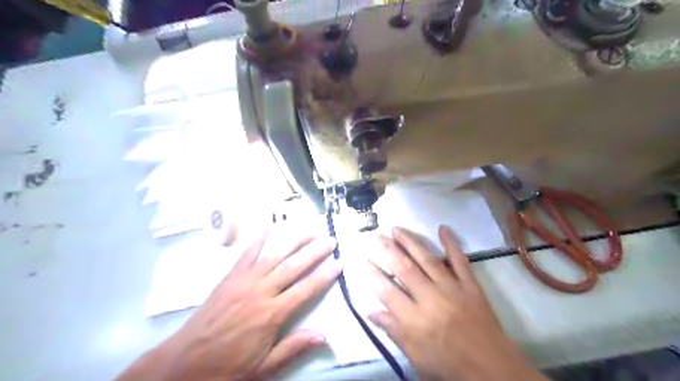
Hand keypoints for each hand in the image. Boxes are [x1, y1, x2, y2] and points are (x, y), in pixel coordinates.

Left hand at [116, 227, 342, 378]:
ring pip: (274, 256)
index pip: (306, 289)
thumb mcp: (264, 367)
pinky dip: (257, 240)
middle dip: (314, 252)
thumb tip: (323, 336)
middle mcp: (262, 292)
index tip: (339, 263)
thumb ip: (293, 348)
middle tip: (330, 240)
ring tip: (308, 231)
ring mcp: (245, 281)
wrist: (184, 363)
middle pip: (294, 267)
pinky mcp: (230, 278)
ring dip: (293, 242)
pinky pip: (246, 255)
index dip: (325, 275)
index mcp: (273, 314)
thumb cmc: (227, 367)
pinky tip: (267, 226)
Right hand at [366, 226, 545, 380]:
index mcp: (415, 320)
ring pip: (427, 259)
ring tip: (396, 229)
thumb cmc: (448, 365)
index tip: (365, 261)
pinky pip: (460, 260)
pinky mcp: (470, 285)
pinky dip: (452, 243)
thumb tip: (370, 312)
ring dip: (410, 242)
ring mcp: (451, 288)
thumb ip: (393, 331)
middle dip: (388, 250)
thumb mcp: (415, 356)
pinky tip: (443, 228)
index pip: (387, 292)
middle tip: (376, 236)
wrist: (491, 368)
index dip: (374, 275)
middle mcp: (430, 299)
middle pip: (405, 269)